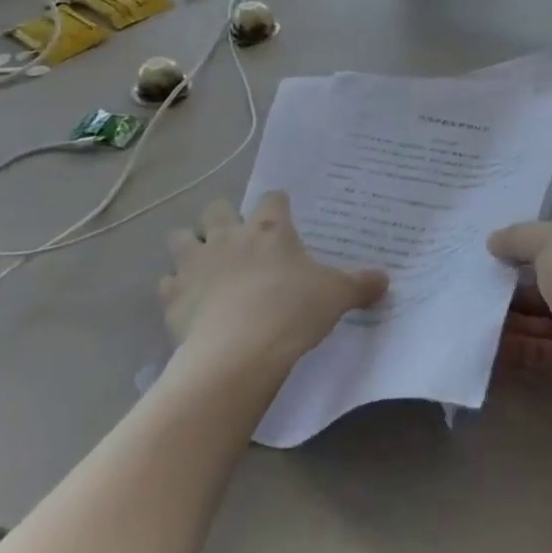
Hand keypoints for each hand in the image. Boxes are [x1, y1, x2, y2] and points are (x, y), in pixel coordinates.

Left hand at [160, 192, 386, 372]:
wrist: (238, 354)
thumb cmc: (292, 311)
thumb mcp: (336, 295)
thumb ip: (360, 284)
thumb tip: (386, 279)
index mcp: (270, 228)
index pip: (273, 198)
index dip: (278, 206)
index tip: (285, 218)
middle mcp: (229, 236)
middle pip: (217, 208)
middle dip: (223, 218)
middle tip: (238, 241)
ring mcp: (196, 264)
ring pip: (180, 238)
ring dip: (189, 246)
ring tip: (203, 265)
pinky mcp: (173, 297)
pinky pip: (165, 283)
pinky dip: (174, 288)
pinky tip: (188, 302)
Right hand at [488, 222, 551, 401]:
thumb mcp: (551, 240)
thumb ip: (520, 237)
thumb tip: (493, 240)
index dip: (531, 244)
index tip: (496, 249)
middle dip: (517, 281)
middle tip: (478, 280)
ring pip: (544, 317)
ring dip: (512, 314)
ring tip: (474, 308)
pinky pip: (538, 350)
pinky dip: (514, 345)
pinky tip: (484, 339)